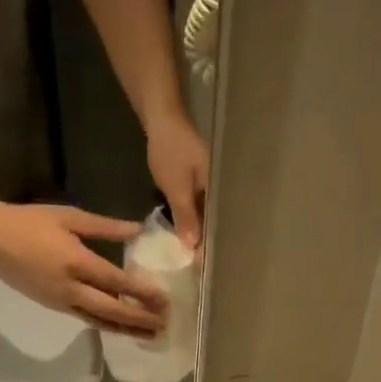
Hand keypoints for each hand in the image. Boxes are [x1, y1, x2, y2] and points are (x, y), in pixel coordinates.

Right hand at [0, 195, 169, 335]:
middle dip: (140, 319)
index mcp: (77, 261)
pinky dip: (107, 325)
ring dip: (127, 329)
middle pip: (113, 309)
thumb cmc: (28, 221)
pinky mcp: (53, 306)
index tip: (165, 301)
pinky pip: (86, 319)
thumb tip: (136, 229)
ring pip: (100, 320)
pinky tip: (122, 328)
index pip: (118, 282)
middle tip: (165, 325)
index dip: (143, 293)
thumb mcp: (70, 217)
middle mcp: (71, 287)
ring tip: (151, 336)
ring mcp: (61, 300)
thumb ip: (105, 227)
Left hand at [145, 107, 208, 249]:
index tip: (203, 265)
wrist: (160, 116)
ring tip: (190, 251)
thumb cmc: (171, 151)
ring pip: (204, 211)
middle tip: (196, 263)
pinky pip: (195, 202)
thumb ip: (186, 217)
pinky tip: (183, 227)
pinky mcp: (195, 178)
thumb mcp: (177, 188)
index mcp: (221, 190)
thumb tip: (193, 247)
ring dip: (196, 227)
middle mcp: (219, 187)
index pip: (220, 224)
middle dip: (205, 239)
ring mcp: (208, 182)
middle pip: (214, 219)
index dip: (211, 243)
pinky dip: (189, 214)